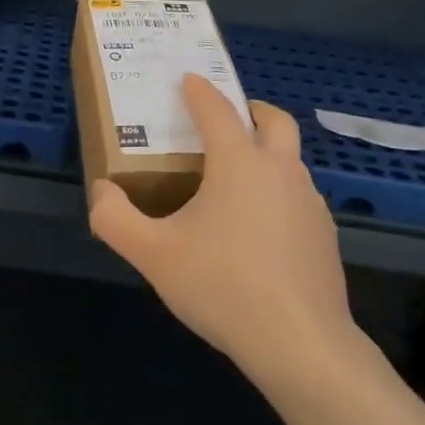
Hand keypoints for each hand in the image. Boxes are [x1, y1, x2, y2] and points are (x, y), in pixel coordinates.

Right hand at [89, 76, 362, 390]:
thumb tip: (100, 191)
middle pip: (274, 122)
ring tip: (235, 182)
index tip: (188, 79)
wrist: (301, 344)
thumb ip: (115, 219)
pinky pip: (298, 197)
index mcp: (239, 163)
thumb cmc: (223, 287)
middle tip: (227, 119)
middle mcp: (280, 171)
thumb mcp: (154, 255)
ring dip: (266, 154)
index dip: (200, 91)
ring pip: (290, 161)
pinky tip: (258, 231)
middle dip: (251, 110)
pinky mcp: (325, 236)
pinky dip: (278, 194)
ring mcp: (309, 203)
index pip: (217, 110)